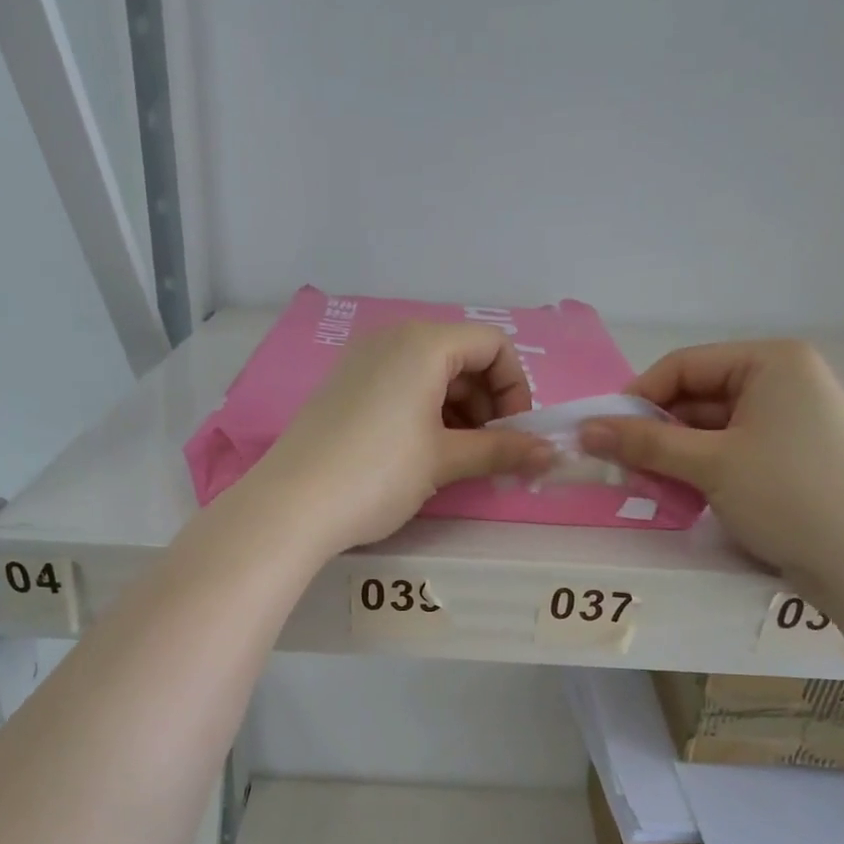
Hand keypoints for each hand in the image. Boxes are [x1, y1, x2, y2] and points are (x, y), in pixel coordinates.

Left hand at [247, 323, 553, 554]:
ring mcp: (362, 361)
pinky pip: (399, 386)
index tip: (514, 434)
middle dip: (487, 402)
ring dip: (458, 411)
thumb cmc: (378, 473)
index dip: (515, 389)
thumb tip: (551, 454)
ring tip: (457, 459)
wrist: (291, 505)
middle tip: (489, 452)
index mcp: (423, 342)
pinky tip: (422, 453)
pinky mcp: (343, 387)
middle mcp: (391, 338)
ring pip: (430, 374)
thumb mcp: (444, 460)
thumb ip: (501, 450)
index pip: (493, 345)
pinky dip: (424, 412)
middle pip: (462, 357)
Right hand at [581, 340, 843, 589]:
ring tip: (647, 486)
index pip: (684, 366)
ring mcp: (789, 420)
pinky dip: (700, 469)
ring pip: (709, 428)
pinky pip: (729, 450)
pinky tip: (681, 496)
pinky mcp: (789, 456)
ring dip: (674, 455)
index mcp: (771, 362)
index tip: (602, 435)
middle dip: (655, 432)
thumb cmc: (787, 494)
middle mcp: (783, 381)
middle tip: (621, 468)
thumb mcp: (709, 464)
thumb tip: (584, 429)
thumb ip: (644, 443)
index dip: (637, 398)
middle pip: (696, 397)